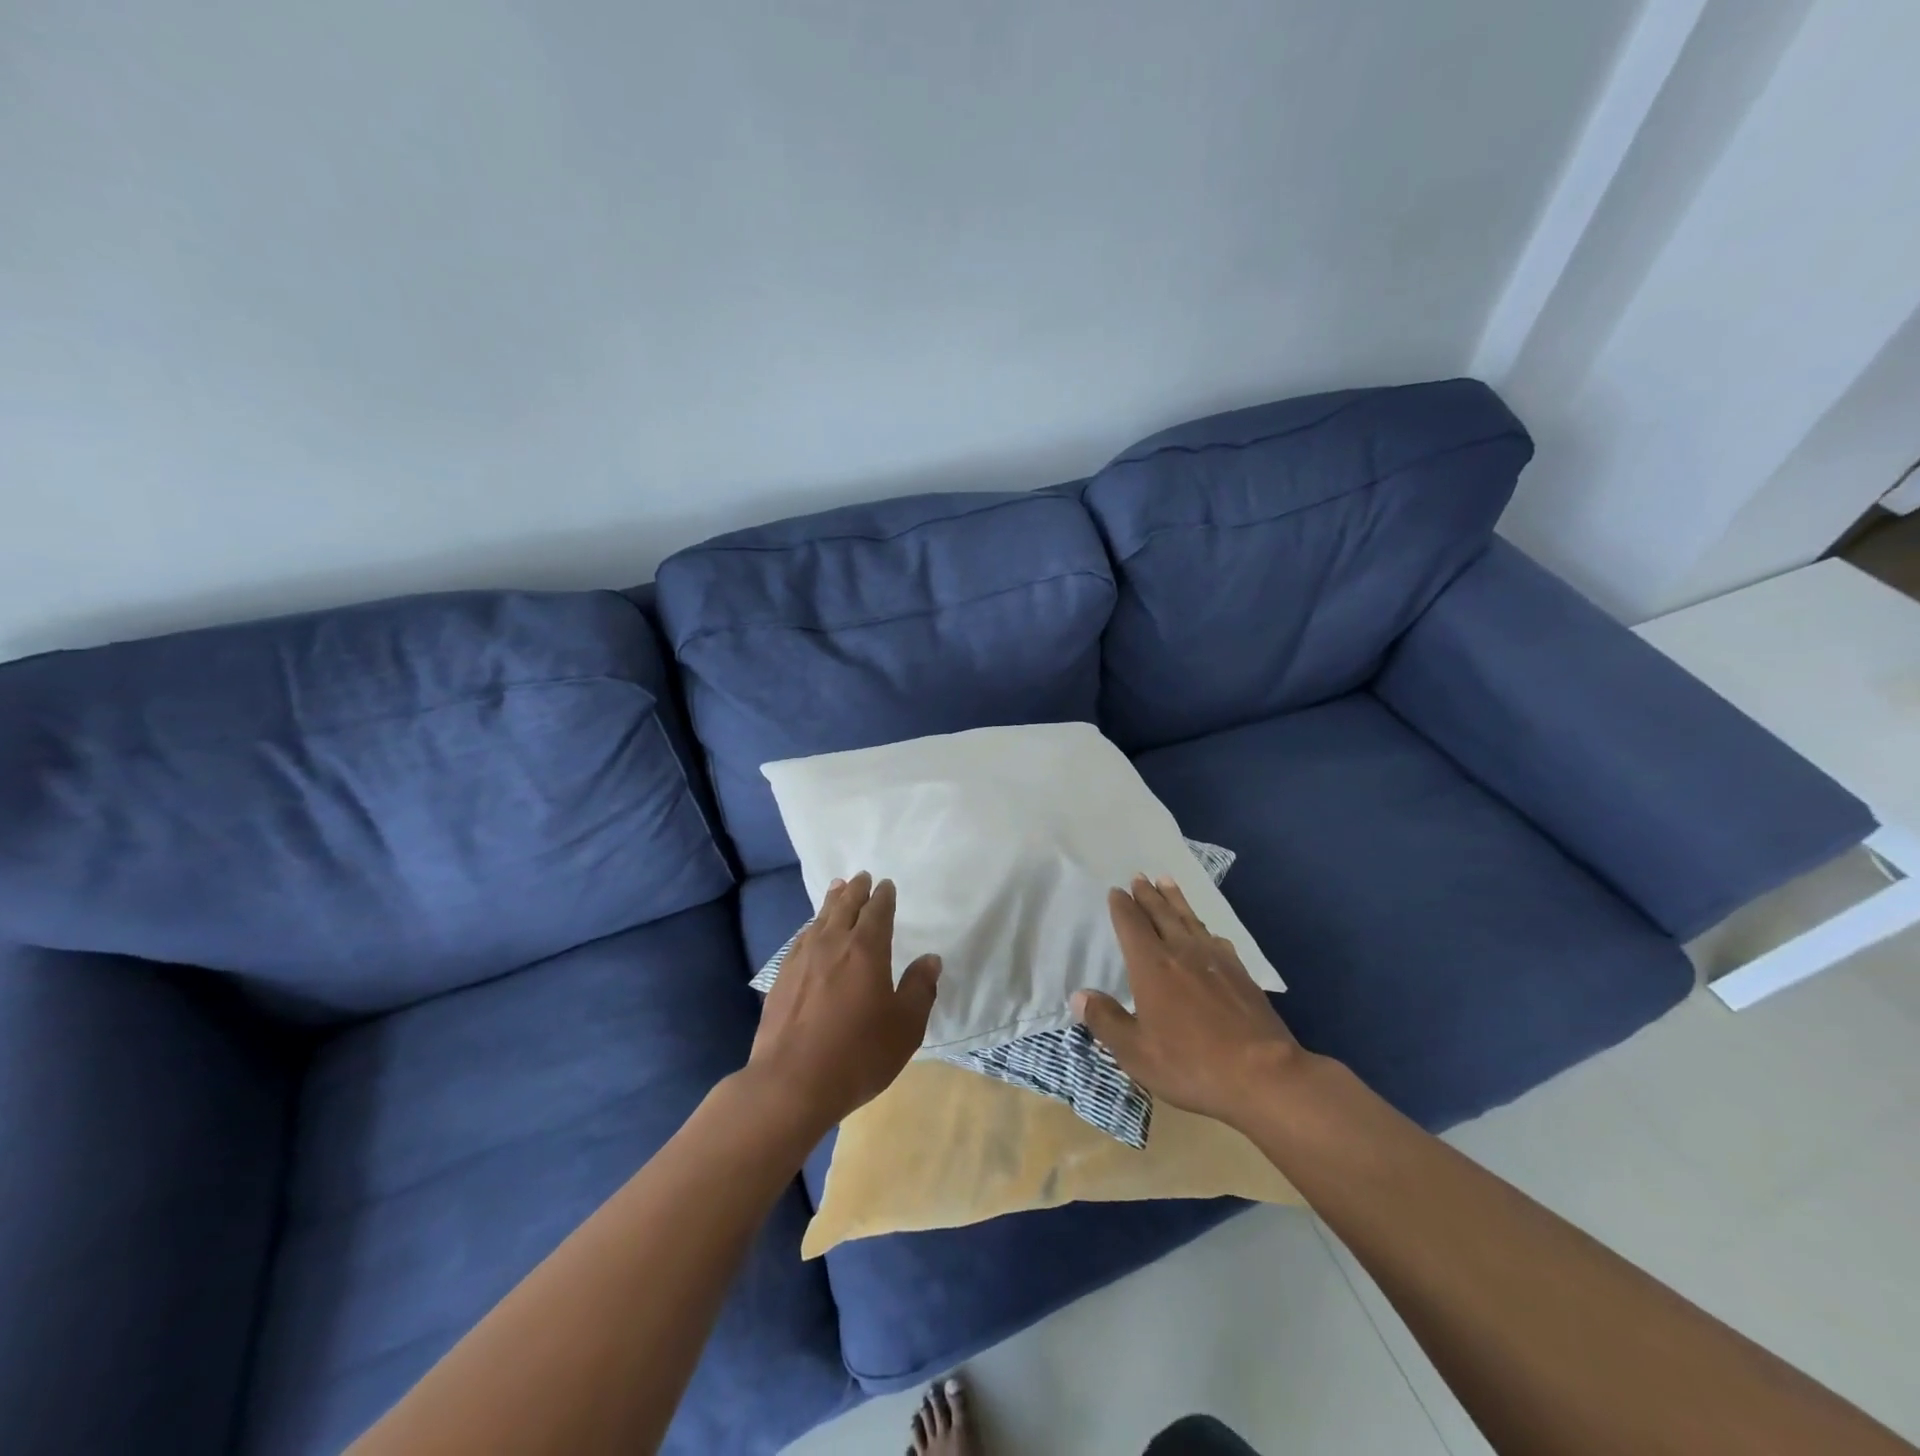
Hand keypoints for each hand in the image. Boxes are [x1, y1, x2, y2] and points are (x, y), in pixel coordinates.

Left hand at [749, 872, 941, 1131]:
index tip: (886, 885)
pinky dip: (811, 927)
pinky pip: (801, 939)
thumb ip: (920, 989)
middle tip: (861, 876)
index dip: (883, 896)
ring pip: (820, 919)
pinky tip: (810, 931)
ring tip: (837, 888)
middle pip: (845, 906)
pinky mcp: (782, 978)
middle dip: (856, 889)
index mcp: (866, 949)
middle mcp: (833, 944)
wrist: (791, 1083)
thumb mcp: (905, 1027)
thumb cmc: (858, 1054)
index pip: (877, 911)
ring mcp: (802, 959)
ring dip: (832, 901)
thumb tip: (930, 959)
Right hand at [1072, 874, 1302, 1129]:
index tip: (1116, 891)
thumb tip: (1079, 995)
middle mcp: (1182, 953)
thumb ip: (1106, 1021)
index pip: (1132, 925)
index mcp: (1152, 966)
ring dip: (1176, 900)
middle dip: (1148, 895)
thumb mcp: (1136, 1052)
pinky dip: (1204, 929)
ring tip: (1167, 883)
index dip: (1122, 907)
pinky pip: (1216, 940)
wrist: (1262, 1074)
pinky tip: (1207, 932)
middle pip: (1161, 914)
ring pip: (1190, 920)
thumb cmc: (1190, 1063)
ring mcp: (1215, 960)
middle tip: (1140, 877)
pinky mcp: (1241, 974)